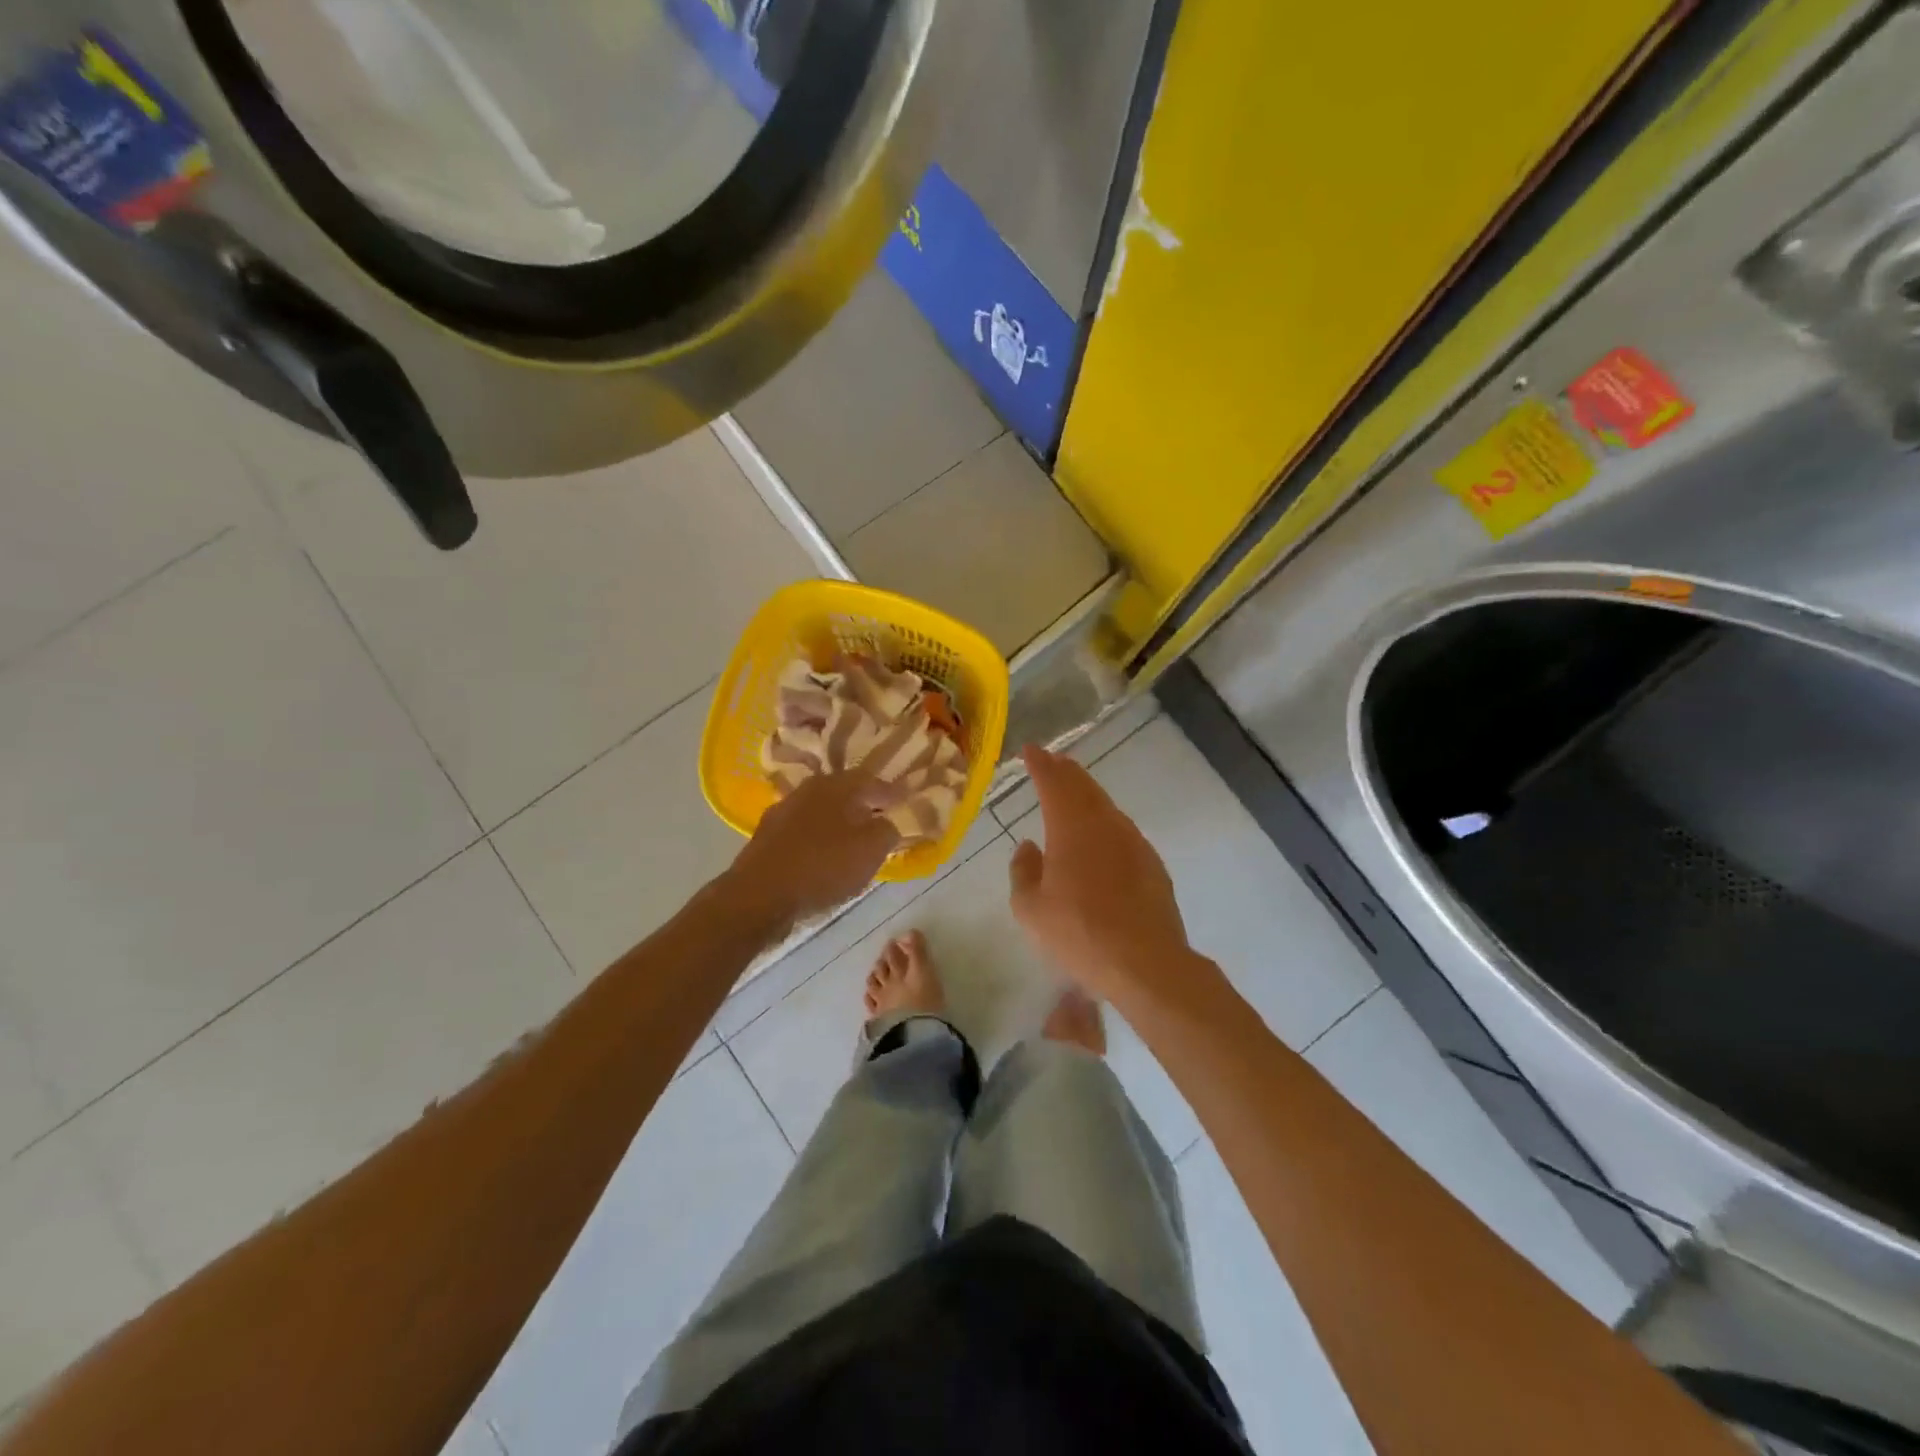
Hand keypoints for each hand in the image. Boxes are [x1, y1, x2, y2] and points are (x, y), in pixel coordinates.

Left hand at [727, 769, 899, 929]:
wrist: (759, 896)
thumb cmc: (823, 866)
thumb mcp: (871, 849)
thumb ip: (888, 830)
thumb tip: (888, 821)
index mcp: (836, 785)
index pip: (873, 780)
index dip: (893, 793)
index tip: (907, 802)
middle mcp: (808, 789)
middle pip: (845, 792)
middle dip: (864, 805)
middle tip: (882, 819)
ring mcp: (784, 811)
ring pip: (822, 811)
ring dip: (840, 822)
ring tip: (854, 840)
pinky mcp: (768, 836)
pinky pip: (804, 831)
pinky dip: (819, 839)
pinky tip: (824, 856)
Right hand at [1008, 745, 1200, 1005]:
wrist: (1145, 962)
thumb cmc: (1078, 933)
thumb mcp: (1030, 909)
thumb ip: (1023, 871)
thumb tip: (1028, 847)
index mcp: (1071, 827)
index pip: (1053, 782)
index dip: (1040, 764)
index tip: (1030, 750)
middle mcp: (1104, 824)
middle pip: (1083, 786)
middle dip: (1065, 771)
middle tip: (1052, 762)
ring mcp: (1133, 842)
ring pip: (1106, 806)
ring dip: (1086, 794)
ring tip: (1073, 792)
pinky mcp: (1152, 863)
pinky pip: (1122, 830)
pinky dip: (1105, 822)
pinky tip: (1100, 836)